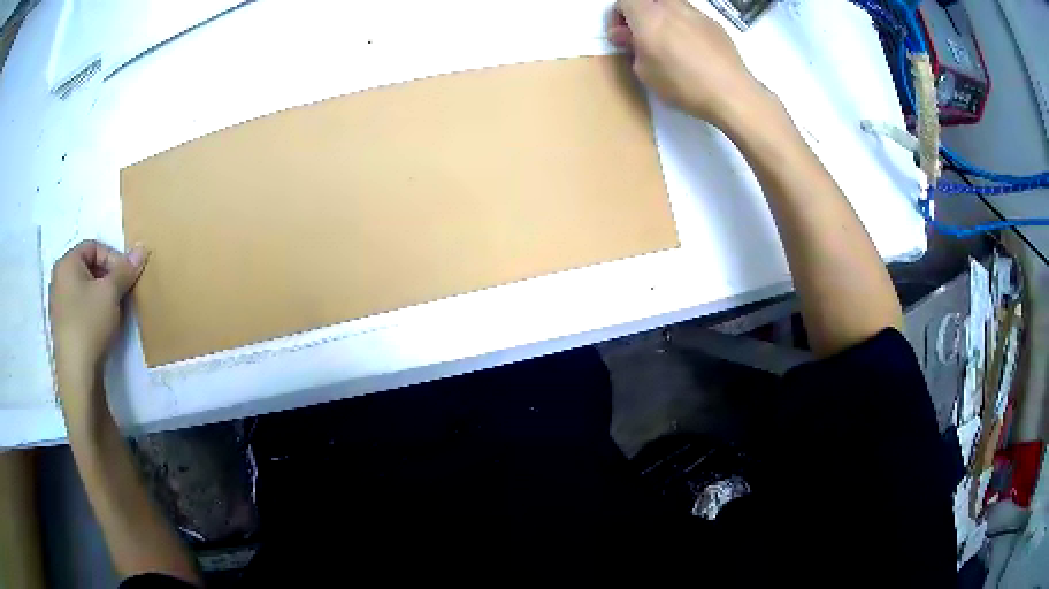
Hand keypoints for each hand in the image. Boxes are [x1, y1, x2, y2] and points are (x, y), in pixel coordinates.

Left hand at [49, 240, 147, 386]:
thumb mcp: (111, 293)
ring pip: (84, 289)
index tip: (126, 277)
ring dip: (101, 295)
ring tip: (114, 311)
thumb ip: (125, 270)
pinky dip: (92, 310)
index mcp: (67, 263)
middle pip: (88, 267)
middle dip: (107, 277)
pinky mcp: (62, 327)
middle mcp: (59, 279)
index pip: (94, 246)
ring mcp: (58, 304)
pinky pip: (79, 307)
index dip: (113, 257)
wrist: (77, 375)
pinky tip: (102, 326)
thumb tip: (142, 249)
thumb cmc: (89, 324)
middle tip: (122, 293)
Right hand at [608, 0, 766, 125]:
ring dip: (664, 19)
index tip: (621, 37)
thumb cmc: (682, 83)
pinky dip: (685, 27)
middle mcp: (672, 7)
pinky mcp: (715, 24)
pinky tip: (693, 52)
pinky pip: (692, 18)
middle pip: (649, 0)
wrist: (731, 93)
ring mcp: (696, 13)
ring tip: (669, 44)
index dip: (617, 17)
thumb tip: (624, 35)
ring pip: (672, 6)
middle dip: (642, 14)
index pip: (624, 1)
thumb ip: (631, 47)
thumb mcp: (645, 72)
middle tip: (643, 37)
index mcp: (648, 15)